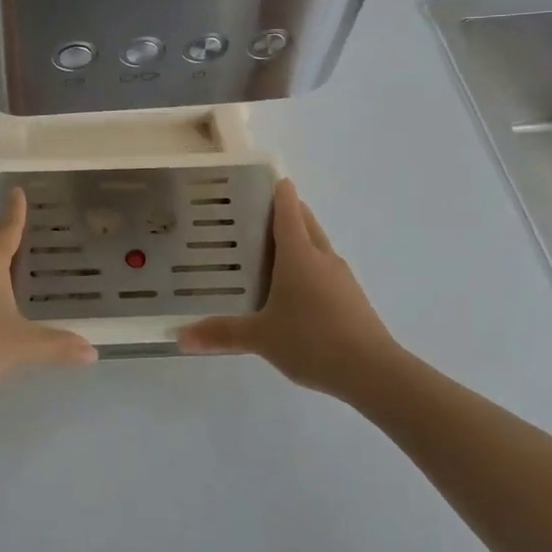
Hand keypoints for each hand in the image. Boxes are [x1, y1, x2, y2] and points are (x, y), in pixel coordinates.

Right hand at [178, 178, 402, 396]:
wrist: (372, 372)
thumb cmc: (312, 340)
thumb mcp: (260, 338)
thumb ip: (221, 333)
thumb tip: (179, 336)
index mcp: (298, 253)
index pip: (287, 208)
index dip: (277, 191)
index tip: (262, 180)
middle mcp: (321, 256)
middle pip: (305, 221)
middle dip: (286, 212)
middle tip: (254, 215)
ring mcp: (341, 276)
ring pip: (317, 245)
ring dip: (298, 240)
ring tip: (269, 252)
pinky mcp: (352, 297)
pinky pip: (325, 270)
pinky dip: (309, 267)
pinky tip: (294, 291)